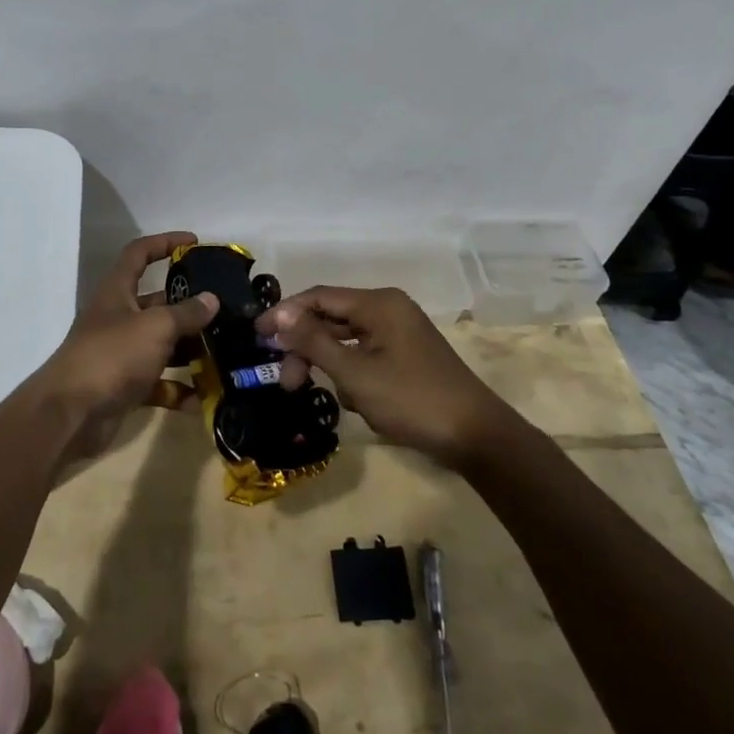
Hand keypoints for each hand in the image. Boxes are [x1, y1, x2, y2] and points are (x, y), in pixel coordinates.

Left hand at [31, 232, 216, 456]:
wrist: (69, 415)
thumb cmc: (112, 356)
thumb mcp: (155, 327)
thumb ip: (186, 313)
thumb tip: (211, 299)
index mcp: (118, 292)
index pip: (139, 253)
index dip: (165, 243)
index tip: (194, 243)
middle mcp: (118, 317)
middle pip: (157, 302)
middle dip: (188, 306)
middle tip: (223, 311)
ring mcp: (120, 353)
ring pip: (161, 344)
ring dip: (188, 350)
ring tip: (223, 353)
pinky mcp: (124, 386)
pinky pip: (157, 383)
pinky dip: (177, 390)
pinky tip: (202, 400)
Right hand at [259, 287, 514, 465]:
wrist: (476, 436)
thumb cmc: (412, 399)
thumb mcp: (355, 373)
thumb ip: (313, 342)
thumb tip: (278, 317)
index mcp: (378, 304)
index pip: (319, 297)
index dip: (285, 314)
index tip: (257, 335)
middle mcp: (388, 310)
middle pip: (331, 319)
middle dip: (305, 348)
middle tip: (286, 381)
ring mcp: (399, 333)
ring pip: (346, 340)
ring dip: (327, 365)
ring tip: (316, 393)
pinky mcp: (405, 357)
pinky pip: (364, 356)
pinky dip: (351, 374)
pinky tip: (355, 402)